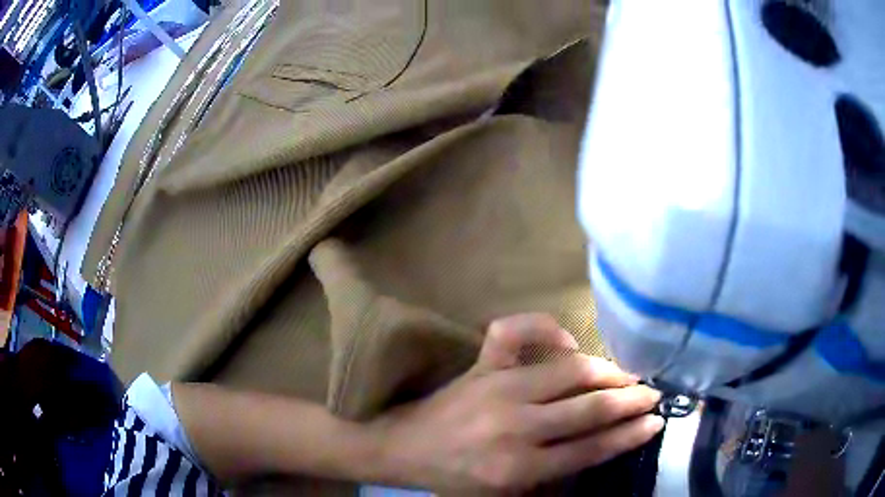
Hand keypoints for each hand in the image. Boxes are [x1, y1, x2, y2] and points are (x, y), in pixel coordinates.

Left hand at [370, 314, 664, 493]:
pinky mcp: (481, 365)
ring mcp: (497, 389)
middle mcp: (514, 427)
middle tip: (653, 394)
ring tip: (628, 375)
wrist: (405, 448)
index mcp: (519, 468)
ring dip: (606, 372)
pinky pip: (515, 332)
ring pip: (568, 373)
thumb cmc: (456, 477)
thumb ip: (552, 473)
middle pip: (588, 411)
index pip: (590, 449)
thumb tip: (600, 442)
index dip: (628, 435)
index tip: (655, 422)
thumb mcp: (505, 493)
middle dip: (629, 402)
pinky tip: (567, 340)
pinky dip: (544, 328)